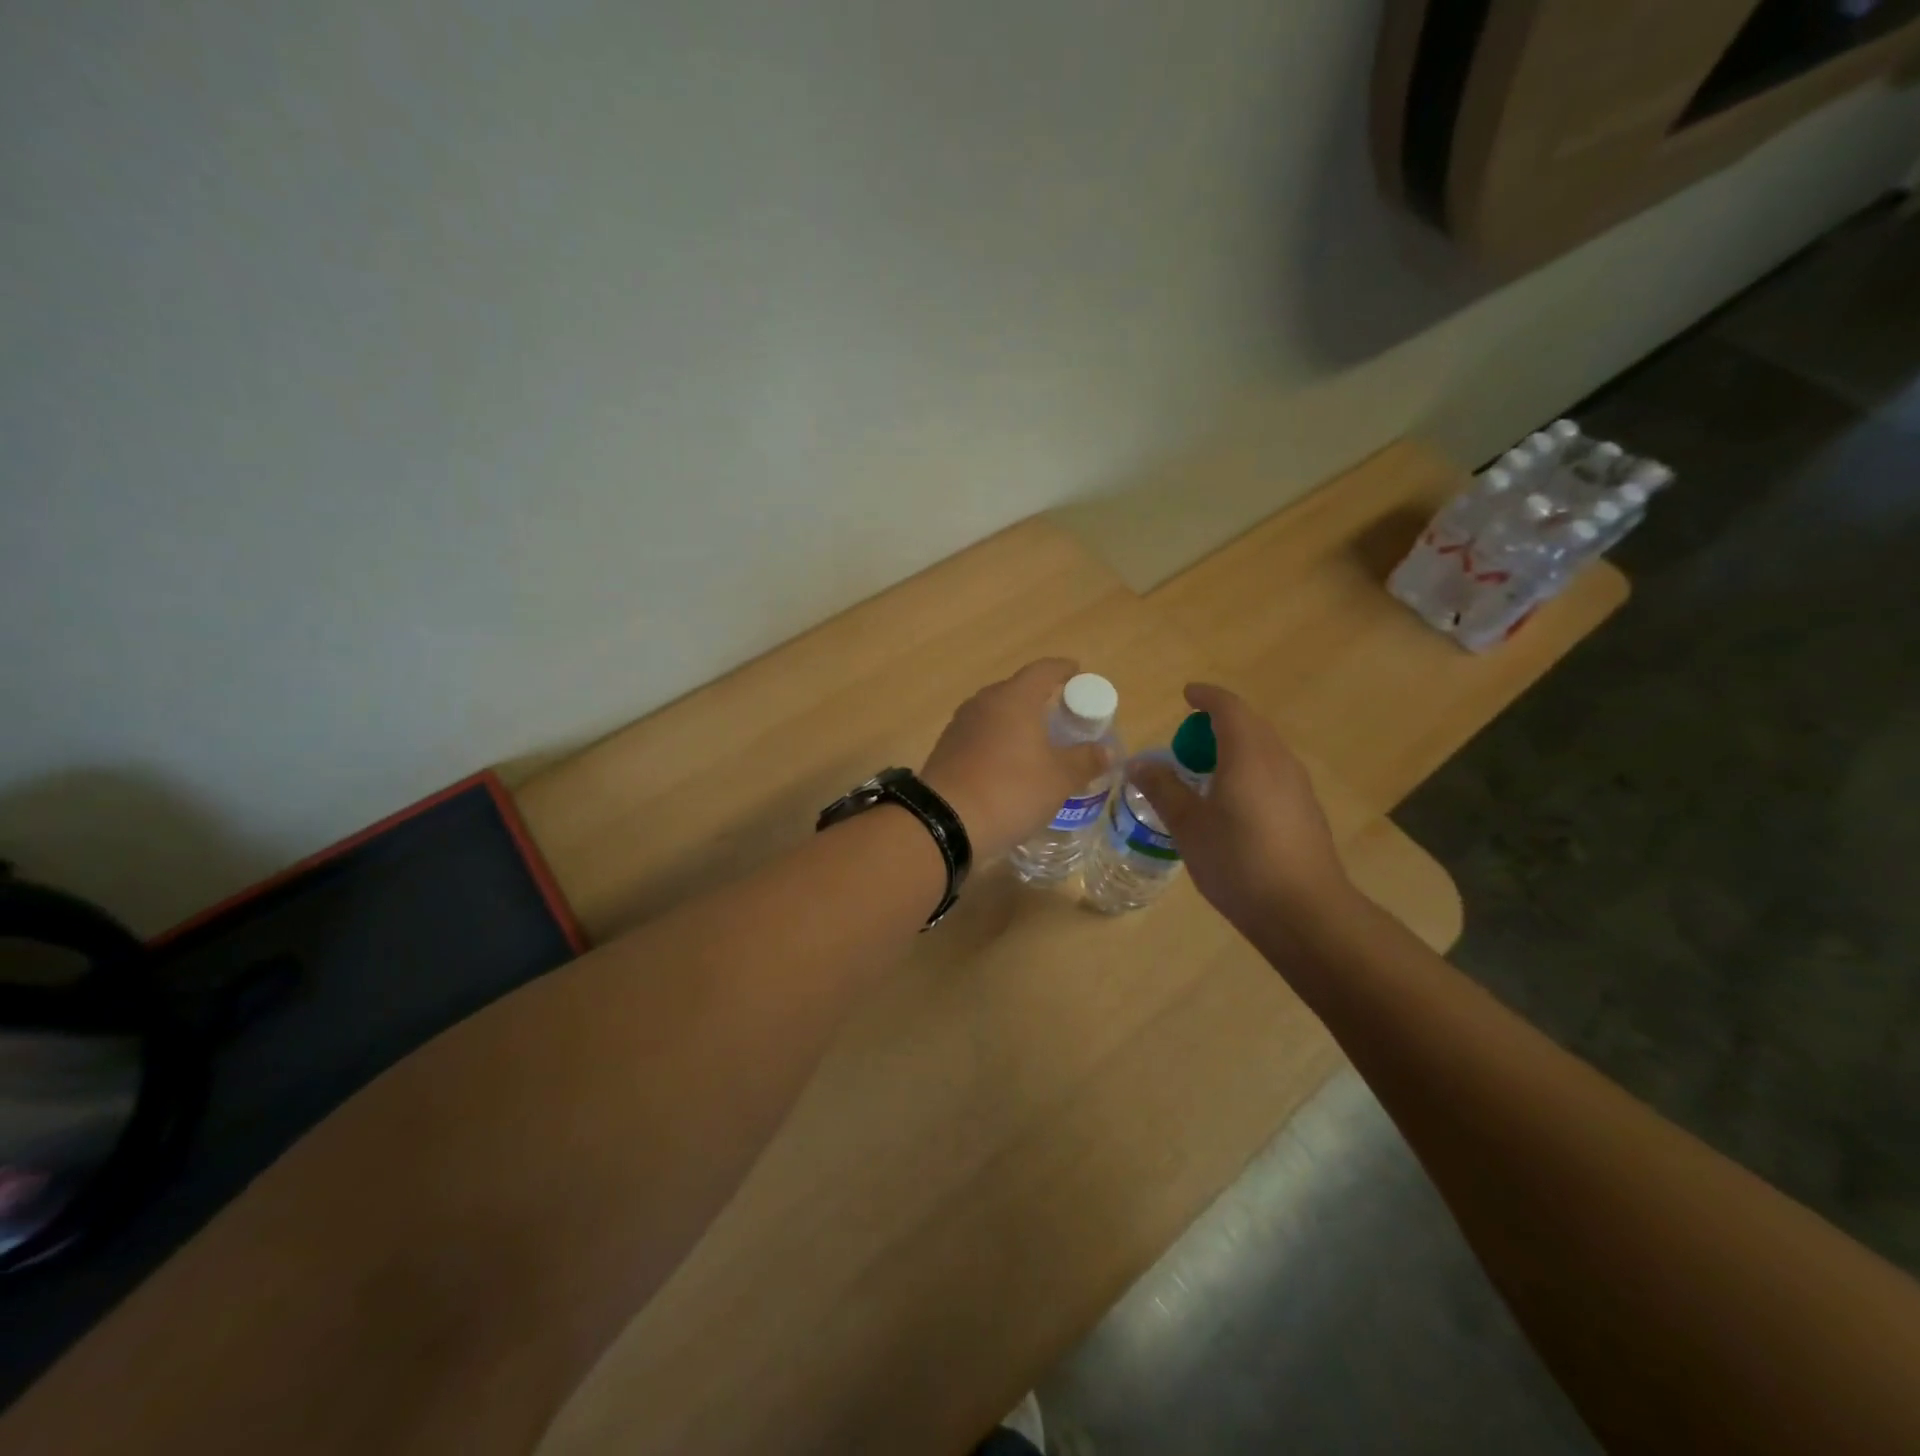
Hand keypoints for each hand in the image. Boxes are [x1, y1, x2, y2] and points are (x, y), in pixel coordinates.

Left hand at [921, 659, 1109, 861]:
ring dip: (1017, 721)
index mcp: (1014, 698)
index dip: (1063, 669)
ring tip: (1037, 741)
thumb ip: (1085, 760)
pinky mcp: (946, 748)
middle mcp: (984, 702)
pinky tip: (1008, 764)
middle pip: (1017, 690)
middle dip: (1041, 698)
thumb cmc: (1011, 790)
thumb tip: (1106, 751)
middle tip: (1063, 716)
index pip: (1043, 670)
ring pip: (996, 713)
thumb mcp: (1059, 779)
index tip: (1078, 673)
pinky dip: (998, 741)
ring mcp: (960, 725)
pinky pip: (980, 734)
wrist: (946, 821)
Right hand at [1131, 683, 1351, 935]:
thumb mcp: (1188, 825)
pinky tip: (1231, 805)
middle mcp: (1278, 761)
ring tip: (1203, 774)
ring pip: (1263, 750)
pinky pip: (1272, 773)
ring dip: (1233, 749)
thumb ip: (1162, 789)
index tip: (1186, 695)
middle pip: (1249, 725)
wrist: (1304, 911)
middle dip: (1217, 724)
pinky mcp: (1305, 810)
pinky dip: (1247, 771)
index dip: (1206, 697)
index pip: (1228, 708)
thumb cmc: (1238, 861)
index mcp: (1248, 755)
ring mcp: (1297, 786)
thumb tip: (1138, 763)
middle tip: (1185, 743)